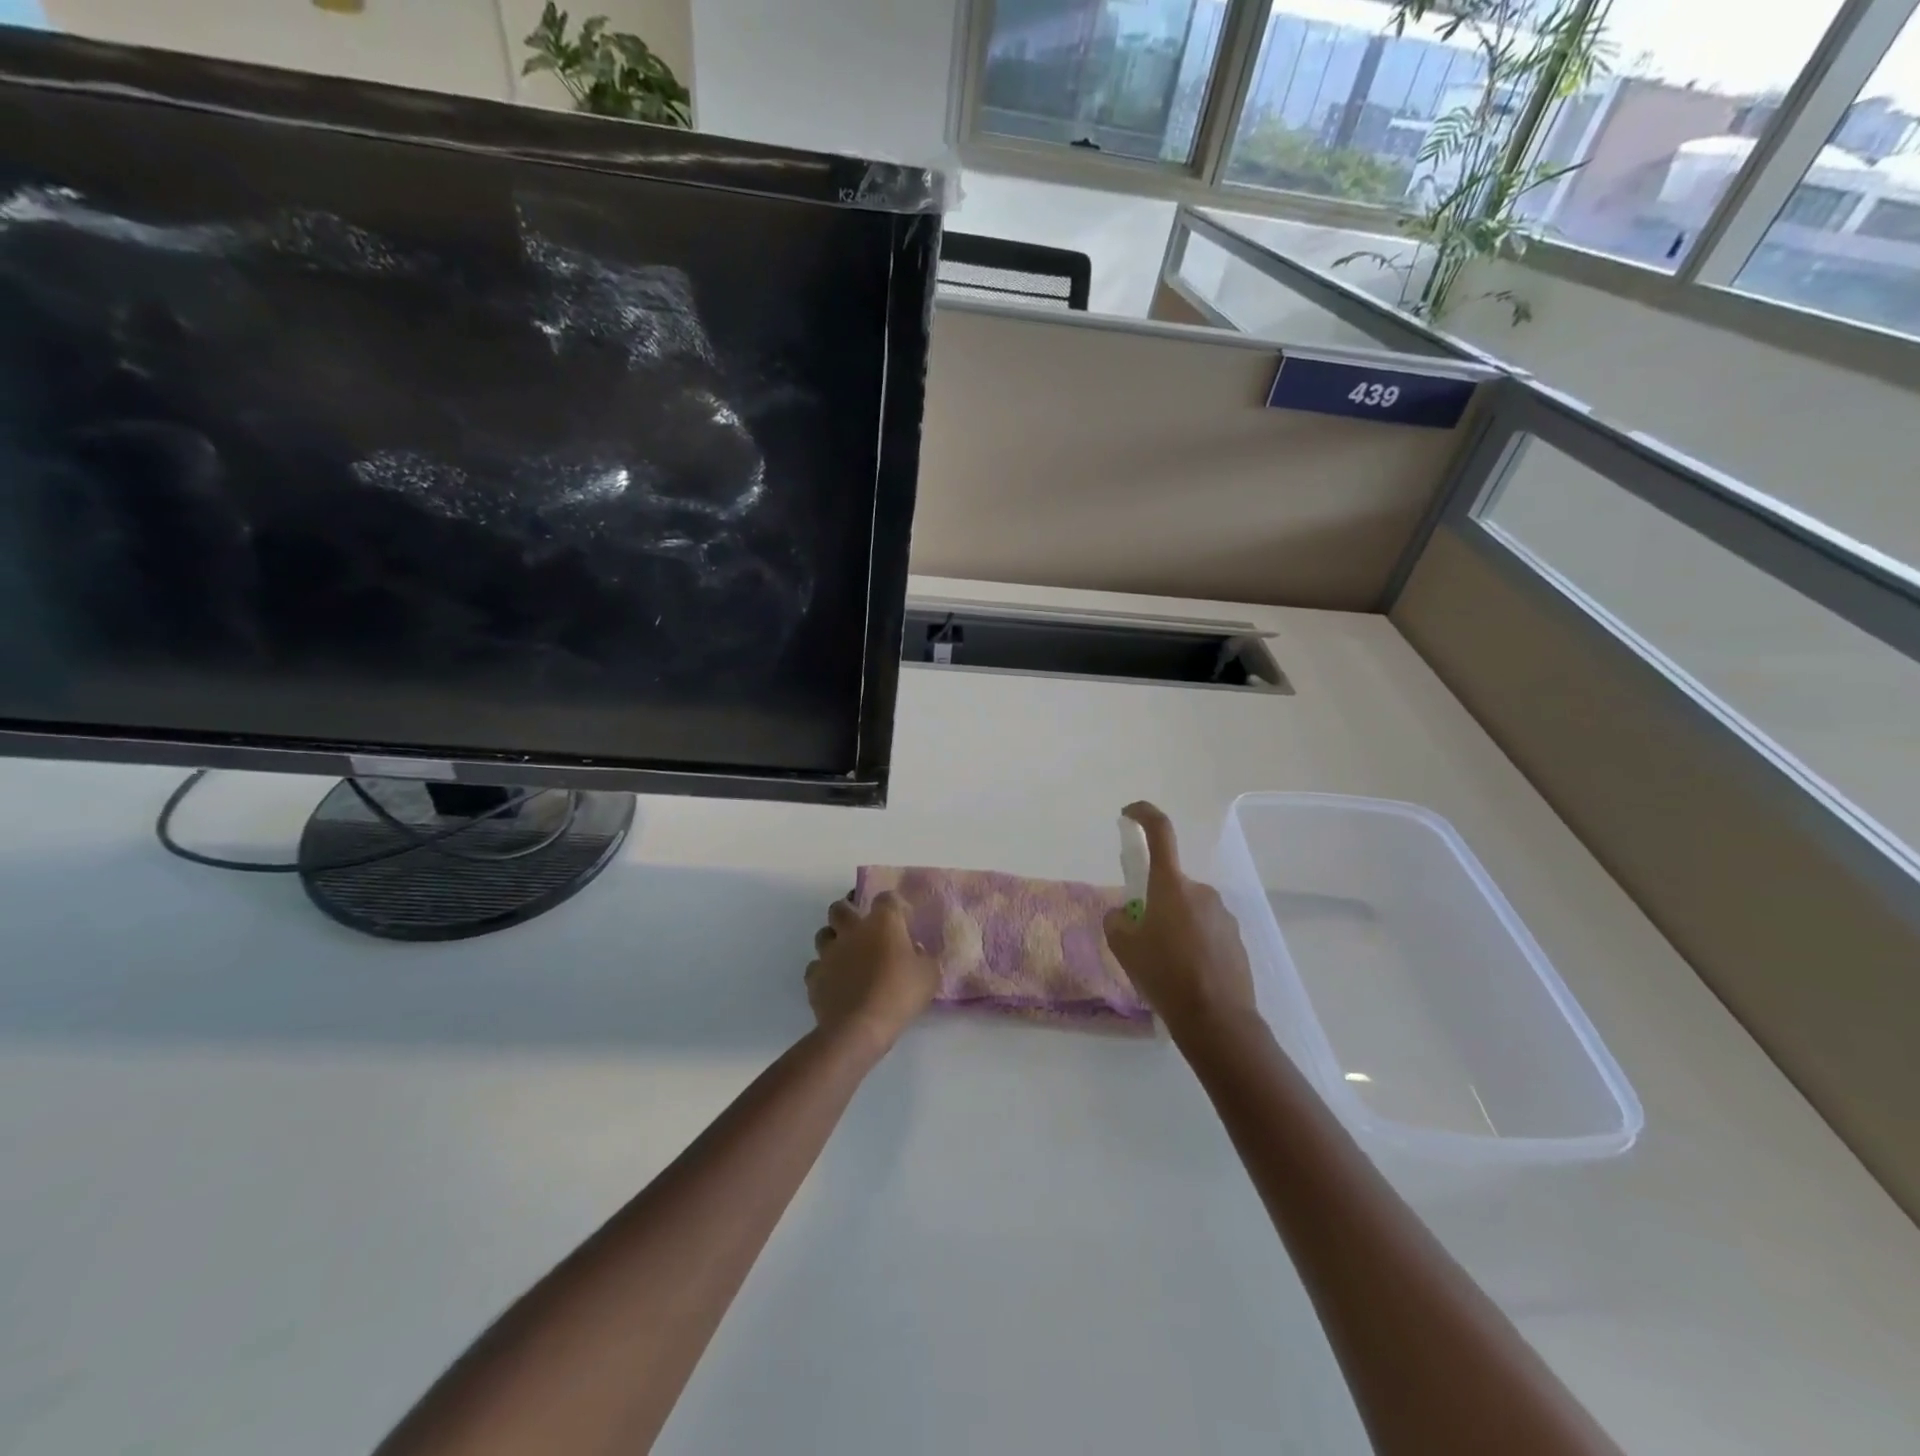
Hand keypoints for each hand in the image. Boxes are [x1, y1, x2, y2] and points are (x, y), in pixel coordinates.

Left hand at [806, 891, 938, 1053]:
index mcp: (882, 923)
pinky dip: (824, 970)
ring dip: (833, 939)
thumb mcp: (928, 976)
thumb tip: (915, 951)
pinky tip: (835, 982)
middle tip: (860, 924)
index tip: (900, 917)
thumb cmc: (899, 995)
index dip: (893, 904)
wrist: (859, 1027)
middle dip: (848, 910)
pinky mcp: (814, 976)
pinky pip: (816, 966)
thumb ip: (923, 957)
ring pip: (823, 934)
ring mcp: (829, 953)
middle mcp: (852, 930)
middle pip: (841, 907)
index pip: (886, 898)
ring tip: (845, 953)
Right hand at [1103, 802, 1258, 1038]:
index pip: (1160, 833)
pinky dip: (1194, 943)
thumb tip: (1126, 914)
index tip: (1129, 813)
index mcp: (1172, 885)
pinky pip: (1207, 931)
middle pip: (1171, 885)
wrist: (1217, 1020)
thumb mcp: (1124, 947)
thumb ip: (1118, 920)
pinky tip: (1188, 975)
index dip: (1143, 815)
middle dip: (1155, 902)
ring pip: (1189, 910)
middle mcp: (1201, 891)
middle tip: (1143, 938)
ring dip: (1175, 925)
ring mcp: (1223, 915)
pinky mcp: (1237, 939)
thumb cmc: (1165, 975)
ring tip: (1166, 964)